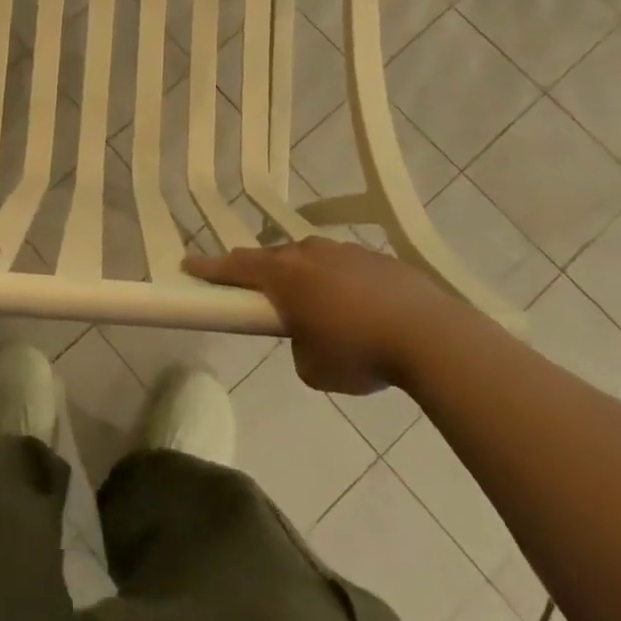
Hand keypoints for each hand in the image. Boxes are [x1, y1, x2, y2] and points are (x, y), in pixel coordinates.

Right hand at [184, 238, 453, 393]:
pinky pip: (345, 267)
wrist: (432, 336)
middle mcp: (310, 253)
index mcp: (284, 275)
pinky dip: (340, 283)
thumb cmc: (359, 352)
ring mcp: (346, 251)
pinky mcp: (379, 259)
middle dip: (260, 273)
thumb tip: (309, 338)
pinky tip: (358, 309)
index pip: (235, 266)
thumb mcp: (314, 369)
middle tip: (255, 291)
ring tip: (315, 306)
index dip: (210, 268)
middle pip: (273, 257)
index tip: (188, 264)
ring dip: (305, 277)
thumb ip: (299, 348)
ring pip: (311, 258)